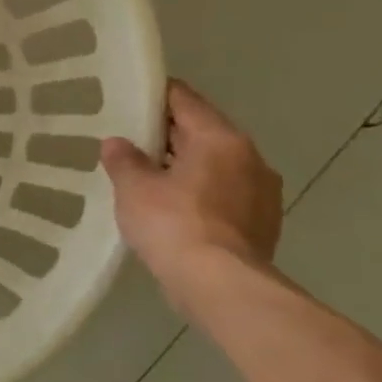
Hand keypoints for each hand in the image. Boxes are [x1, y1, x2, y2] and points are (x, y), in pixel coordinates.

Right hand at [101, 79, 282, 282]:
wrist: (220, 286)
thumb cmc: (173, 224)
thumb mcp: (134, 187)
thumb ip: (124, 159)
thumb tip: (117, 144)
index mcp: (220, 139)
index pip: (185, 100)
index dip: (155, 95)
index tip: (130, 97)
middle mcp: (250, 158)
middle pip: (203, 133)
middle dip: (169, 135)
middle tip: (131, 141)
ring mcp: (263, 193)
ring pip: (217, 166)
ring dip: (188, 167)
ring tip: (151, 178)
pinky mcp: (263, 224)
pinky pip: (226, 195)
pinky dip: (202, 195)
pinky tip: (175, 210)